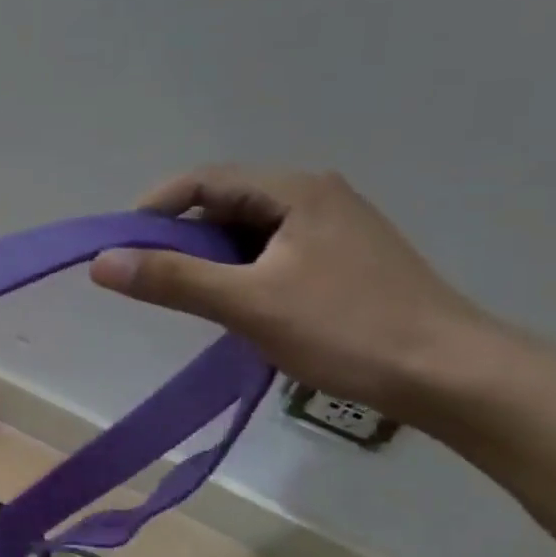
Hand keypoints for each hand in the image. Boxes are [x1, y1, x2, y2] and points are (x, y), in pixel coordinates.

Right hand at [89, 167, 492, 421]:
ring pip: (248, 232)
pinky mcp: (343, 261)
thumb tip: (101, 262)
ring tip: (192, 298)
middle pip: (225, 204)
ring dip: (210, 259)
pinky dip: (240, 273)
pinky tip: (238, 307)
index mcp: (295, 190)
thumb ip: (172, 279)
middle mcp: (315, 196)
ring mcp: (333, 228)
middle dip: (181, 238)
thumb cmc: (347, 329)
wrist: (454, 376)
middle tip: (152, 279)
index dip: (154, 208)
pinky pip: (271, 253)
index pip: (203, 180)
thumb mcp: (248, 304)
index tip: (122, 248)